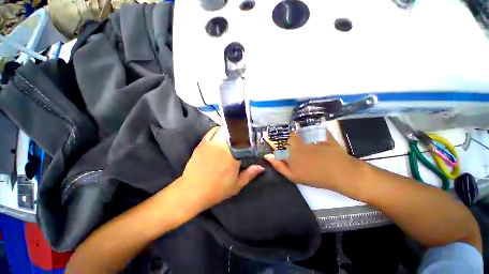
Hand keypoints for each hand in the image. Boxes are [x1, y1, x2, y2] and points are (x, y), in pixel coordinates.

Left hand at [179, 126, 264, 210]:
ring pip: (222, 129)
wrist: (193, 191)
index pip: (243, 140)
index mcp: (233, 156)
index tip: (250, 135)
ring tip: (231, 134)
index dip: (247, 135)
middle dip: (239, 130)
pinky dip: (217, 130)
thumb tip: (261, 167)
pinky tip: (219, 134)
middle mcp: (223, 146)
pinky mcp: (202, 143)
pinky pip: (211, 131)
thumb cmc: (217, 189)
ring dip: (228, 130)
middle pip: (233, 131)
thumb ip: (250, 174)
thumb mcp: (237, 185)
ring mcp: (211, 143)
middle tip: (241, 134)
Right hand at [264, 131, 362, 191]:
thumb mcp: (292, 176)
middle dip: (290, 140)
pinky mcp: (321, 133)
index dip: (279, 144)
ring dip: (300, 136)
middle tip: (298, 150)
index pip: (279, 142)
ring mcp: (310, 136)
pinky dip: (313, 132)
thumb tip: (267, 155)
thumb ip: (278, 165)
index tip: (283, 150)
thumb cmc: (314, 177)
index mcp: (290, 150)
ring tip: (305, 146)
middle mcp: (297, 141)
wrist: (340, 174)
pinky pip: (313, 129)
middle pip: (289, 135)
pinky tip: (315, 140)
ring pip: (299, 132)